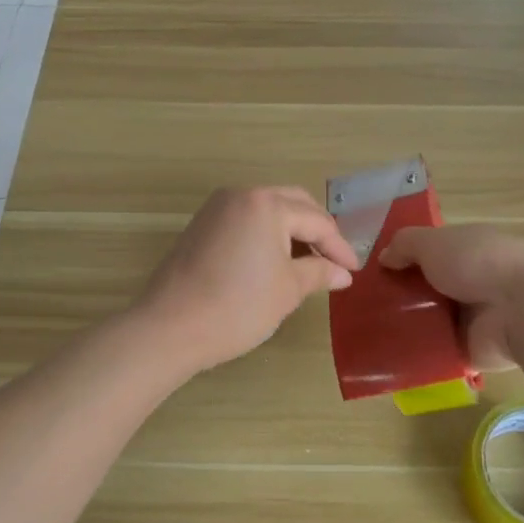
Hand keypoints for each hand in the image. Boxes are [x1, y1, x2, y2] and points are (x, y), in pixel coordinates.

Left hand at [133, 187, 359, 373]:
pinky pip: (245, 220)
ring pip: (267, 210)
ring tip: (308, 263)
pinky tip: (274, 261)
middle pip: (292, 204)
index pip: (316, 221)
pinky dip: (266, 235)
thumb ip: (319, 273)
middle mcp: (241, 195)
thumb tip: (342, 273)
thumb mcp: (287, 290)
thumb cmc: (237, 307)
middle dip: (316, 231)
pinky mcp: (201, 226)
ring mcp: (216, 208)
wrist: (170, 327)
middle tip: (334, 261)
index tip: (353, 271)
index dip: (339, 247)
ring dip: (291, 231)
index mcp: (266, 204)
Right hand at [378, 224, 523, 370]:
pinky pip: (436, 351)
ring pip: (430, 320)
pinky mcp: (471, 350)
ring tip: (370, 332)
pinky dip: (416, 353)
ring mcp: (473, 318)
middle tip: (364, 306)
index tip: (374, 272)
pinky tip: (386, 356)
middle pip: (427, 288)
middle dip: (400, 295)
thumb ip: (405, 245)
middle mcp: (471, 281)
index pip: (431, 252)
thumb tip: (384, 258)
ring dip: (406, 325)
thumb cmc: (478, 263)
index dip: (403, 259)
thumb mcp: (434, 241)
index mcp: (468, 250)